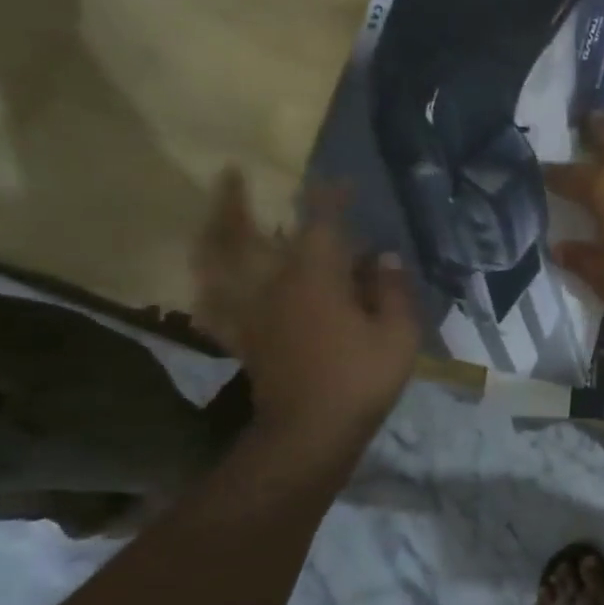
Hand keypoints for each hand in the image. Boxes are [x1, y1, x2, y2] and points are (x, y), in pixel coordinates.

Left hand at [193, 170, 418, 446]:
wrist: (311, 431)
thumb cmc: (362, 378)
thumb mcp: (399, 334)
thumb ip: (394, 290)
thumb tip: (385, 257)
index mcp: (315, 278)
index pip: (321, 223)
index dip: (330, 197)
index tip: (341, 181)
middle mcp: (274, 284)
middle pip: (245, 233)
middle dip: (236, 201)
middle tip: (230, 173)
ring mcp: (252, 311)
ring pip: (215, 263)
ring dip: (207, 234)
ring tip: (205, 216)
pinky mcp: (244, 336)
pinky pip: (212, 303)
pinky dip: (204, 285)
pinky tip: (205, 277)